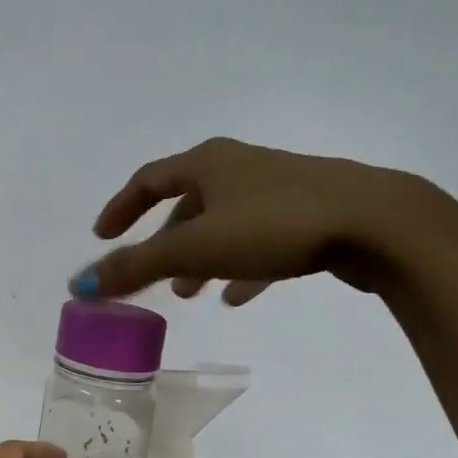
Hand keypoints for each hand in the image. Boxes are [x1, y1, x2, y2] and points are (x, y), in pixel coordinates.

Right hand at [71, 137, 455, 302]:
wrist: (378, 224)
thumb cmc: (275, 225)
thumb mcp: (196, 248)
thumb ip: (137, 267)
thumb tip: (79, 285)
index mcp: (208, 162)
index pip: (148, 179)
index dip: (121, 208)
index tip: (102, 236)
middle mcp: (239, 167)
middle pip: (187, 202)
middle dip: (164, 241)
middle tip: (152, 275)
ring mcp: (278, 188)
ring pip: (224, 223)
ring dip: (201, 257)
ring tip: (191, 294)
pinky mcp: (309, 214)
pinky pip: (260, 239)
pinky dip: (241, 265)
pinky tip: (239, 294)